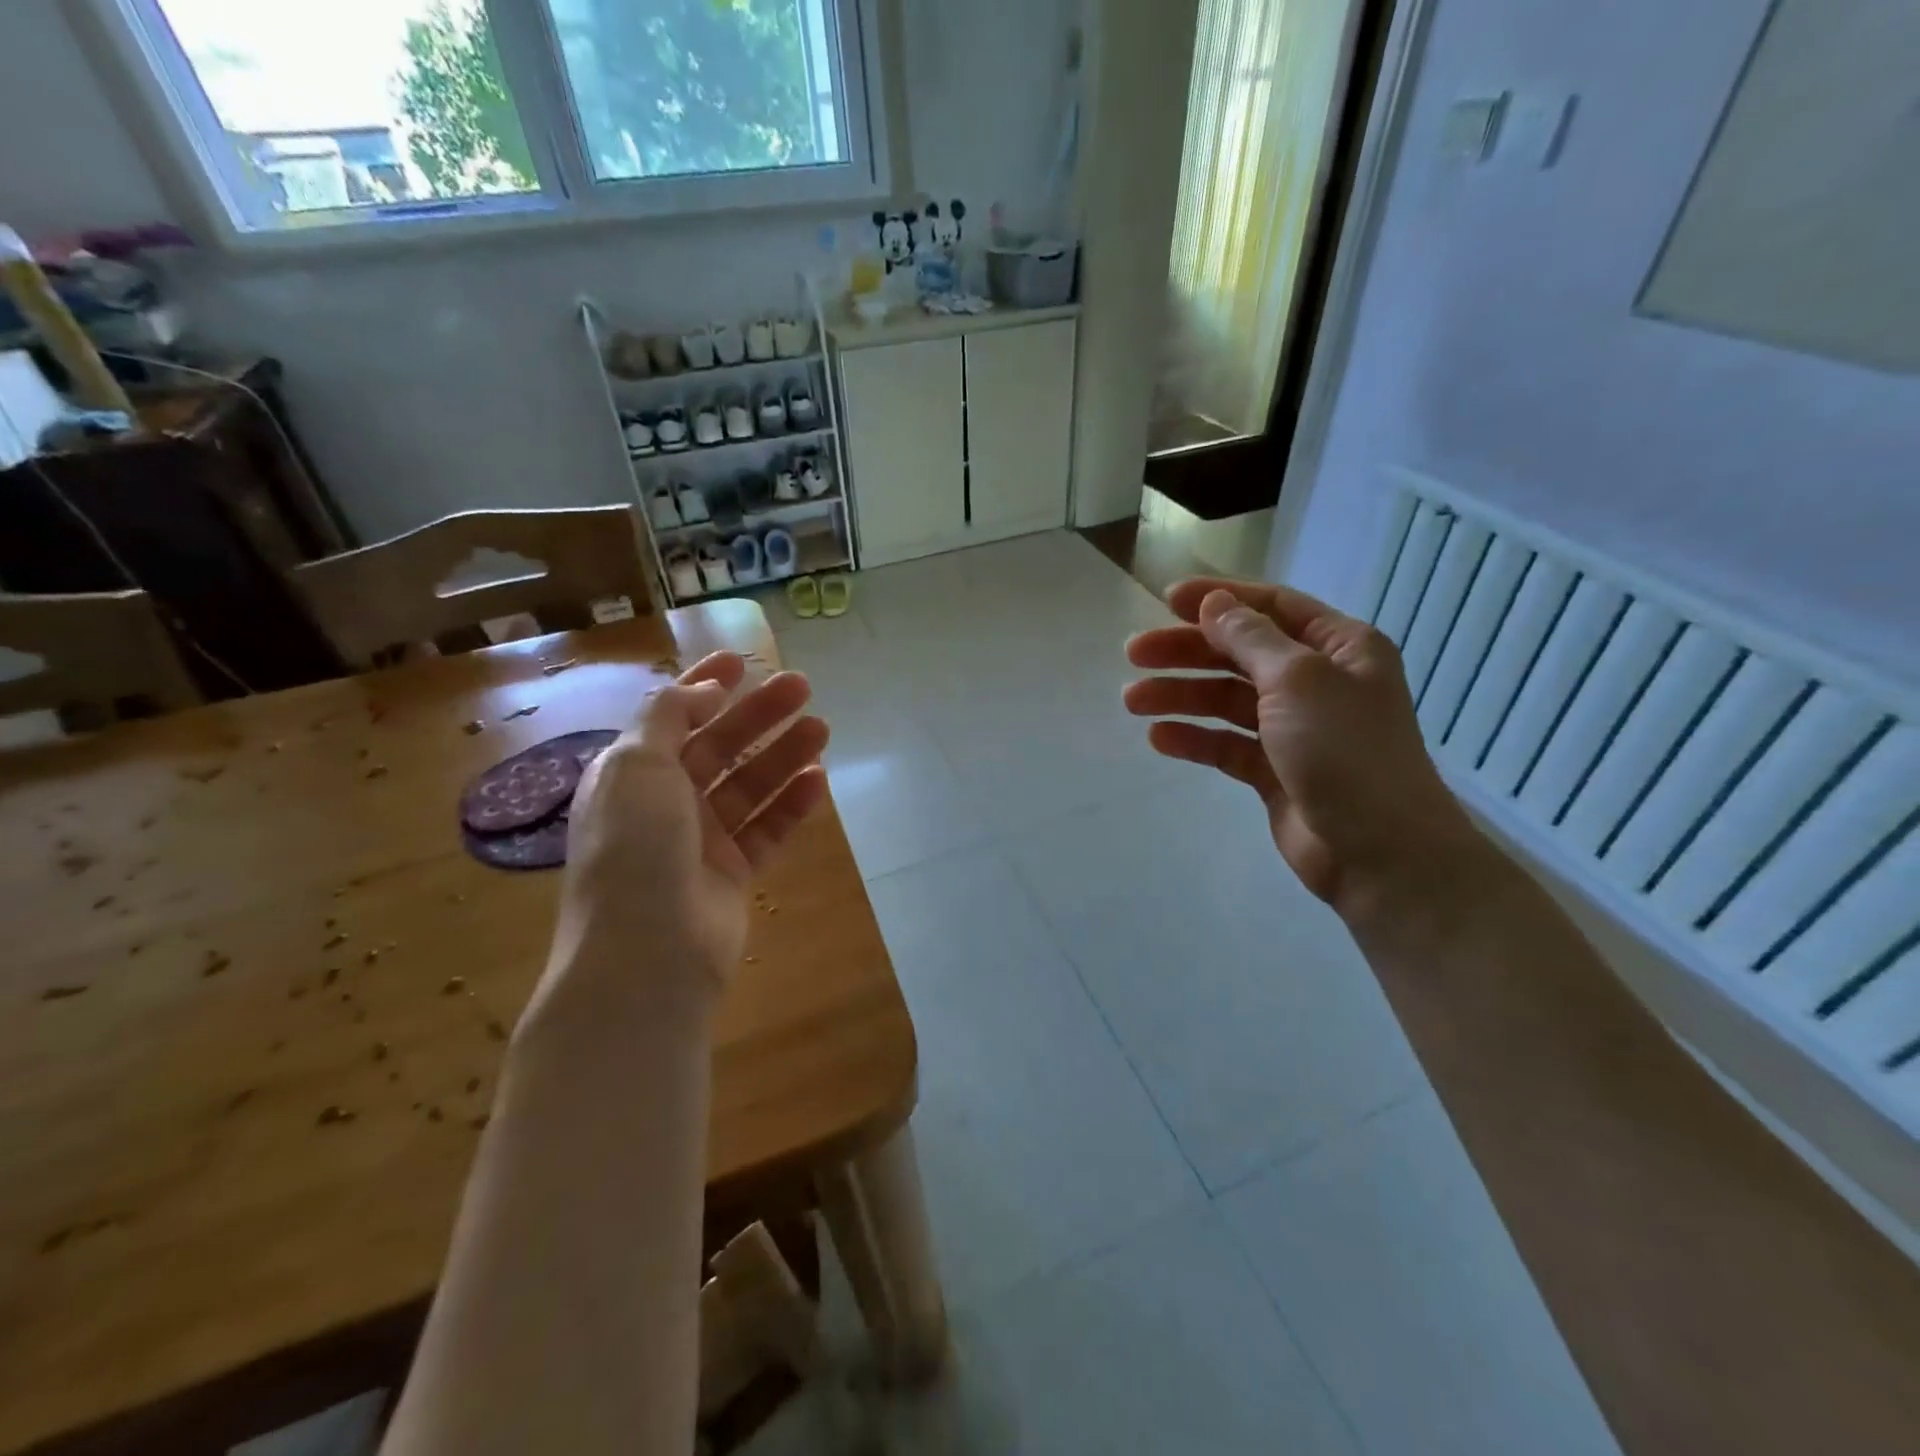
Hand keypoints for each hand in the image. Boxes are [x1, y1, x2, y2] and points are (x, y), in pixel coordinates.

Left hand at [539, 652, 829, 1017]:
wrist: (647, 954)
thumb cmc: (634, 848)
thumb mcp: (636, 765)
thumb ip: (670, 715)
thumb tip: (708, 688)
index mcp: (631, 774)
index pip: (672, 717)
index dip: (704, 685)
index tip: (742, 660)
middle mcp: (664, 803)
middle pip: (720, 747)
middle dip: (758, 715)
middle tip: (802, 687)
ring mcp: (700, 841)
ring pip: (749, 786)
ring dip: (783, 755)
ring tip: (822, 729)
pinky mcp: (732, 873)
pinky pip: (766, 829)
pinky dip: (791, 804)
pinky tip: (817, 780)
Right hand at [1125, 578, 1485, 918]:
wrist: (1380, 852)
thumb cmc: (1346, 751)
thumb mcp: (1298, 679)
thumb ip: (1250, 638)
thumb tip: (1215, 604)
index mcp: (1340, 647)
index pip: (1272, 606)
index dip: (1219, 599)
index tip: (1166, 600)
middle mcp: (1318, 682)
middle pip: (1240, 654)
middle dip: (1187, 651)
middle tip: (1133, 654)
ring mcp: (1295, 729)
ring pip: (1227, 700)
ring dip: (1181, 695)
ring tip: (1132, 701)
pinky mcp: (1275, 771)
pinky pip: (1227, 744)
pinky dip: (1194, 739)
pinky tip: (1159, 739)